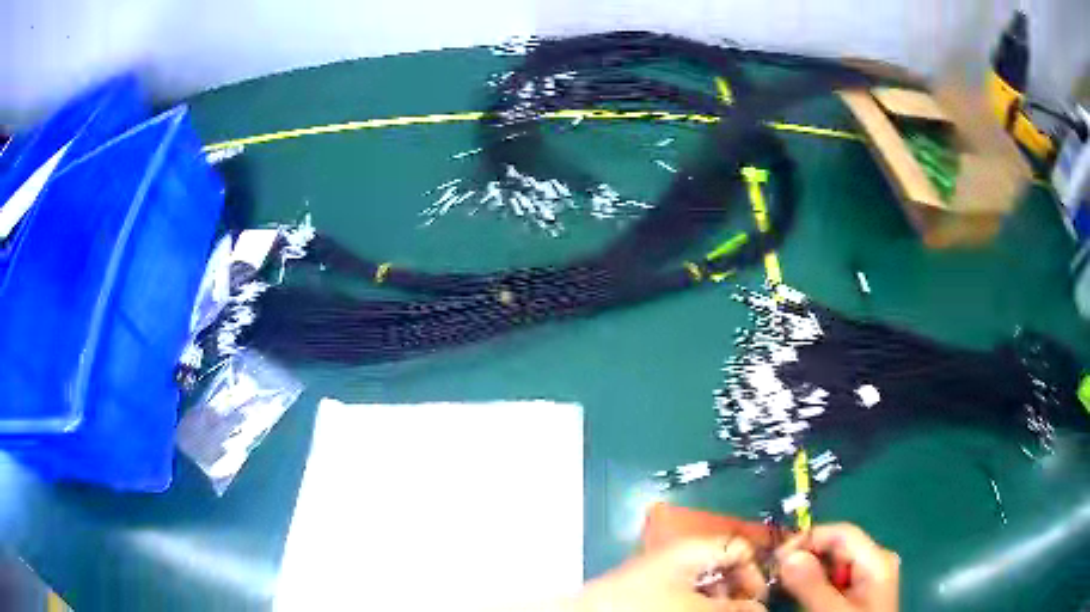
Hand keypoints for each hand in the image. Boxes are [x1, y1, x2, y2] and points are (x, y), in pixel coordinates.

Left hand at [573, 537, 768, 611]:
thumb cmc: (646, 607)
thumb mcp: (699, 608)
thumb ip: (734, 608)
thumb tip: (761, 609)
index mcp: (694, 548)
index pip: (740, 547)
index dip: (756, 571)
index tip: (759, 599)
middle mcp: (680, 555)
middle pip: (724, 566)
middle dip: (737, 591)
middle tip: (739, 611)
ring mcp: (663, 573)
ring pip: (705, 583)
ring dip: (718, 600)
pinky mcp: (648, 590)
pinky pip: (684, 593)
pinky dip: (696, 604)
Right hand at [776, 523, 898, 611]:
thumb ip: (812, 585)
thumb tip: (787, 556)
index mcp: (876, 560)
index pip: (840, 533)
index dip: (806, 540)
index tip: (774, 562)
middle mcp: (876, 563)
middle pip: (837, 548)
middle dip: (805, 560)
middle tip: (774, 579)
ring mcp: (870, 580)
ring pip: (834, 566)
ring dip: (807, 575)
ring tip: (783, 590)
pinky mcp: (861, 595)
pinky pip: (836, 581)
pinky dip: (816, 587)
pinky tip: (801, 600)